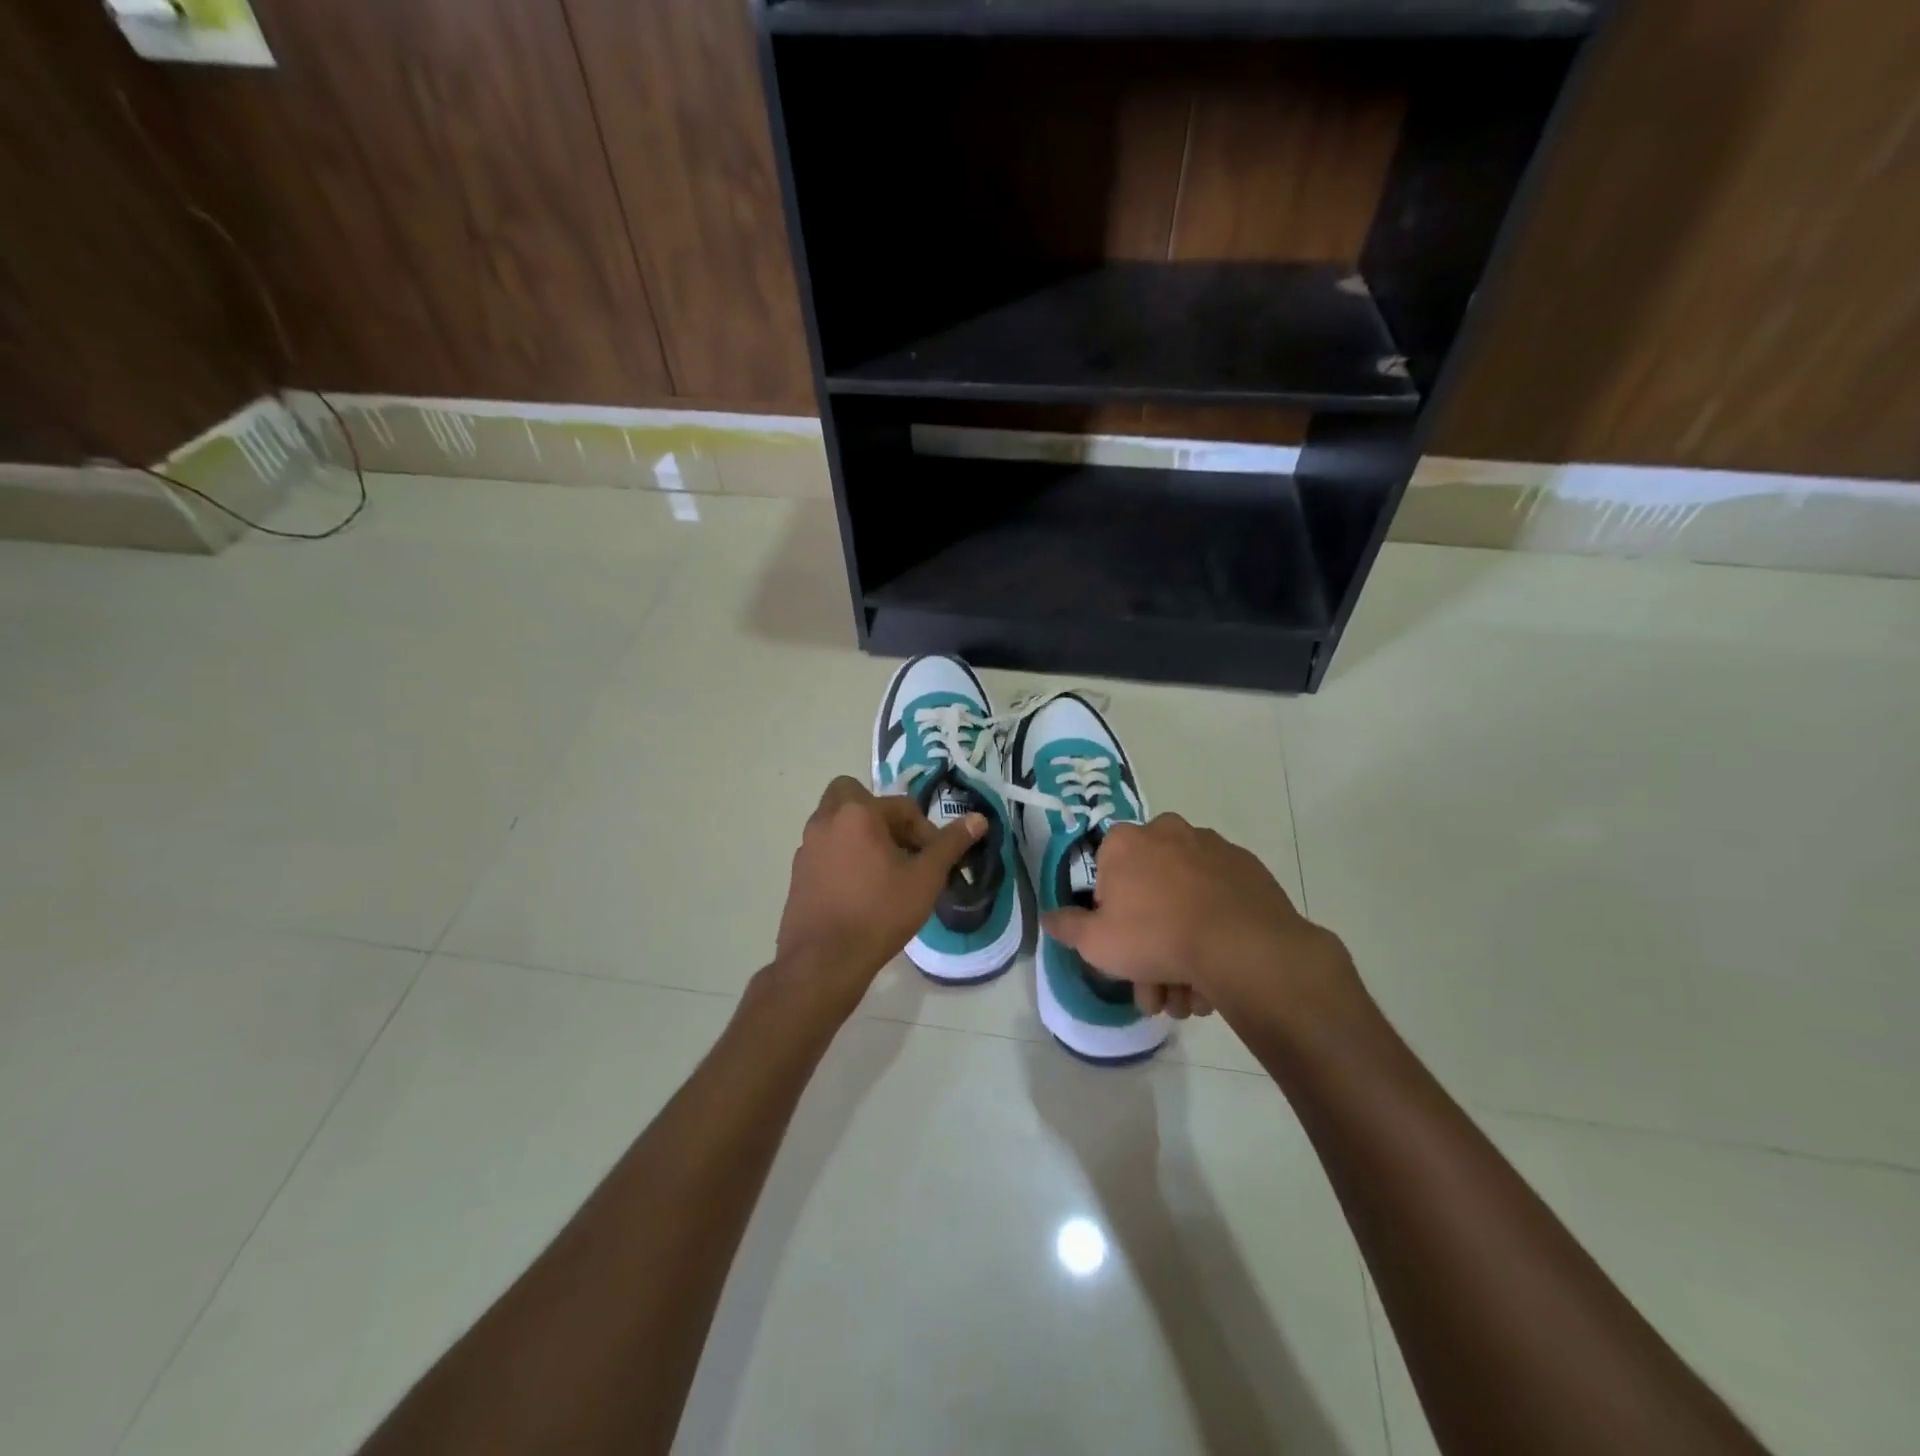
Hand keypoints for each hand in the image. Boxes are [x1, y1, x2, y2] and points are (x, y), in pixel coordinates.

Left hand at [772, 776, 985, 1010]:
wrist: (824, 961)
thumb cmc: (879, 913)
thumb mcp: (925, 879)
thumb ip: (950, 845)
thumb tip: (978, 819)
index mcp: (857, 813)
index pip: (902, 807)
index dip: (924, 832)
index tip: (934, 861)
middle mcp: (826, 820)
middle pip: (854, 796)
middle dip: (879, 813)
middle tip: (899, 845)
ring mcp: (807, 846)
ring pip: (837, 822)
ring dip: (861, 834)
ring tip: (883, 871)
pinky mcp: (798, 871)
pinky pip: (826, 848)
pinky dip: (844, 855)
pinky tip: (860, 889)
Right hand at [1042, 814, 1356, 1027]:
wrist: (1243, 947)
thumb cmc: (1155, 936)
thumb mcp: (1095, 942)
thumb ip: (1067, 927)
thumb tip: (1049, 916)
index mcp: (1126, 840)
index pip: (1106, 873)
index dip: (1110, 915)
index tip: (1121, 947)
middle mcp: (1167, 831)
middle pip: (1149, 892)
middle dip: (1149, 946)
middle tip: (1157, 991)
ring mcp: (1212, 847)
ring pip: (1185, 900)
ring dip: (1182, 949)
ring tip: (1190, 998)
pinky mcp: (1248, 867)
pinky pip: (1218, 899)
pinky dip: (1213, 930)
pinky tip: (1216, 972)